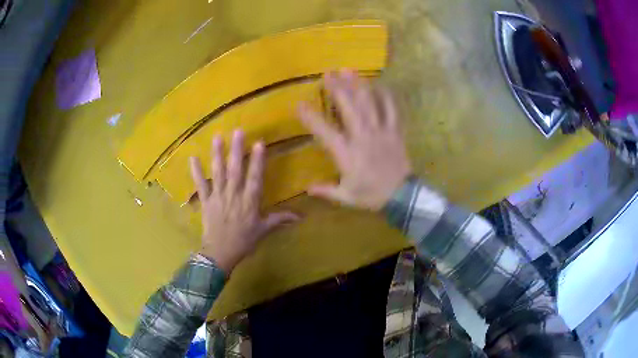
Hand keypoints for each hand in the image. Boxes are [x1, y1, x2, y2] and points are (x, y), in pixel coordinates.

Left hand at [189, 131, 298, 273]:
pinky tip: (193, 157)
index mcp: (249, 202)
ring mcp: (218, 197)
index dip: (257, 161)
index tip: (259, 143)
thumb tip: (301, 217)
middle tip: (237, 131)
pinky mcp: (206, 201)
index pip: (255, 178)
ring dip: (217, 155)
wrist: (220, 254)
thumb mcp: (263, 231)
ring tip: (217, 137)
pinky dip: (196, 172)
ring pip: (218, 173)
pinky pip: (200, 185)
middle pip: (235, 170)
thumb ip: (280, 219)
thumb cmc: (243, 241)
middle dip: (236, 150)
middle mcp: (233, 195)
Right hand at [297, 70, 411, 210]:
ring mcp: (381, 131)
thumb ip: (327, 190)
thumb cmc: (372, 196)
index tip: (299, 104)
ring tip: (350, 70)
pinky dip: (386, 96)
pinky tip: (380, 84)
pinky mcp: (395, 131)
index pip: (324, 131)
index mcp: (347, 153)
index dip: (310, 117)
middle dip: (337, 88)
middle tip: (328, 73)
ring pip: (369, 103)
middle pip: (348, 107)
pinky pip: (392, 109)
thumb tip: (307, 188)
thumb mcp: (346, 196)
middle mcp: (362, 137)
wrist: (402, 196)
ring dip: (358, 85)